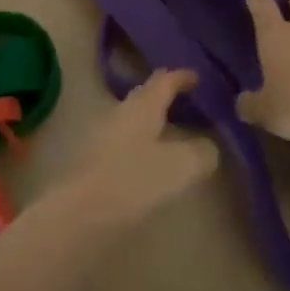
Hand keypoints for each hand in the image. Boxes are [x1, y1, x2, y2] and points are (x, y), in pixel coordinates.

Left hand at [55, 68, 218, 226]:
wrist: (82, 214)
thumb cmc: (134, 180)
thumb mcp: (182, 166)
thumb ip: (203, 151)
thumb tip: (208, 147)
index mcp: (142, 106)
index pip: (165, 79)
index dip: (183, 76)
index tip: (198, 77)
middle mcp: (121, 113)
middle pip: (146, 97)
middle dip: (168, 98)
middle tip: (191, 105)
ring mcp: (104, 136)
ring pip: (135, 120)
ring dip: (156, 122)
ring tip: (177, 133)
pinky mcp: (96, 160)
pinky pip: (127, 141)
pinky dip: (145, 143)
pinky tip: (155, 160)